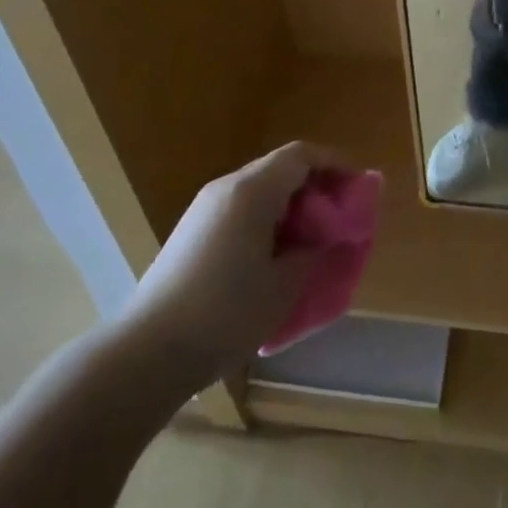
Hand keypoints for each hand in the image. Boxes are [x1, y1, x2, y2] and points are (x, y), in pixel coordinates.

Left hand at [119, 142, 335, 395]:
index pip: (301, 155)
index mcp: (251, 191)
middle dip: (316, 187)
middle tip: (340, 218)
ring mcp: (204, 209)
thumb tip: (327, 237)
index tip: (359, 187)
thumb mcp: (284, 285)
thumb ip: (314, 251)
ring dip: (291, 206)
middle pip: (280, 168)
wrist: (148, 352)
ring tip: (313, 240)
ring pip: (260, 190)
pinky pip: (241, 210)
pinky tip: (275, 257)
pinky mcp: (191, 233)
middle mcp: (226, 188)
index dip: (335, 164)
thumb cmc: (226, 313)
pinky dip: (267, 220)